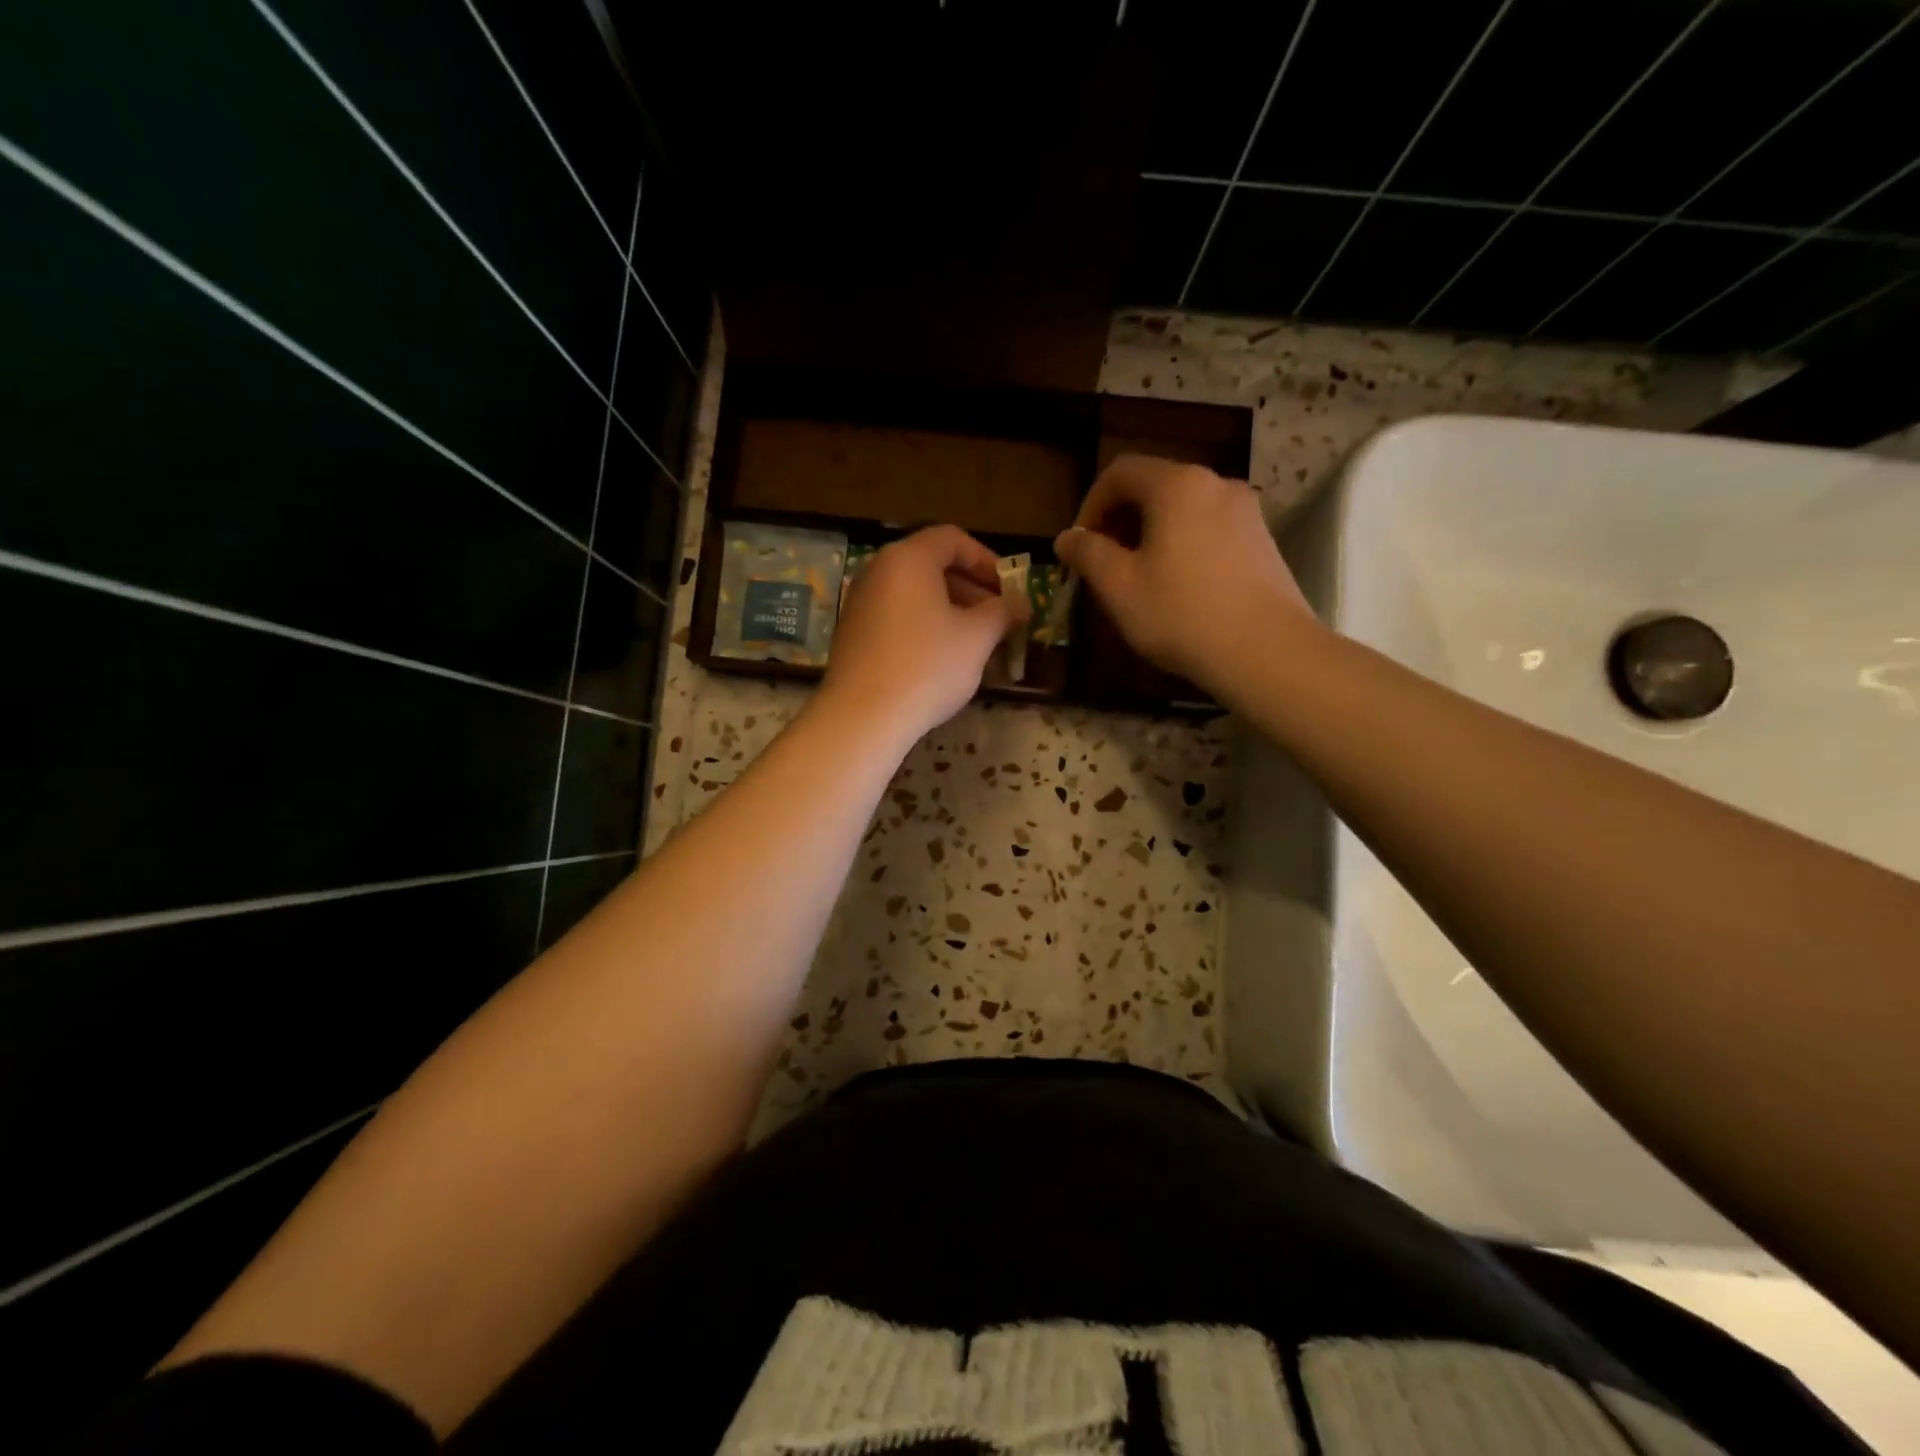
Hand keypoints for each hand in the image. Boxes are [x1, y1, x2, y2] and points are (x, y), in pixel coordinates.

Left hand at [819, 525, 1027, 750]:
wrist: (862, 717)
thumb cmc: (927, 666)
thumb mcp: (977, 637)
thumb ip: (1003, 612)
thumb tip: (1021, 603)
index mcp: (908, 559)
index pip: (952, 539)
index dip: (987, 560)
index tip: (1009, 588)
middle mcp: (878, 571)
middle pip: (932, 565)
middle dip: (972, 588)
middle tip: (999, 617)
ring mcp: (861, 603)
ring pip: (915, 594)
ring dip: (951, 610)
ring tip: (978, 642)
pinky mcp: (853, 634)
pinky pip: (897, 617)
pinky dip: (925, 626)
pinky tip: (943, 659)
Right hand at [1054, 454, 1315, 692]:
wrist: (1266, 651)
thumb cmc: (1182, 614)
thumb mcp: (1119, 587)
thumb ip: (1088, 554)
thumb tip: (1067, 537)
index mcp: (1177, 486)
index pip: (1121, 471)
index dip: (1091, 503)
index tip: (1081, 545)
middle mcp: (1216, 484)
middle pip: (1155, 485)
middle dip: (1121, 519)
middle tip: (1105, 562)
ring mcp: (1246, 511)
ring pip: (1184, 508)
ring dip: (1152, 533)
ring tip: (1139, 577)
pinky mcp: (1263, 540)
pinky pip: (1210, 528)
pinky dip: (1184, 544)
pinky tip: (1179, 586)